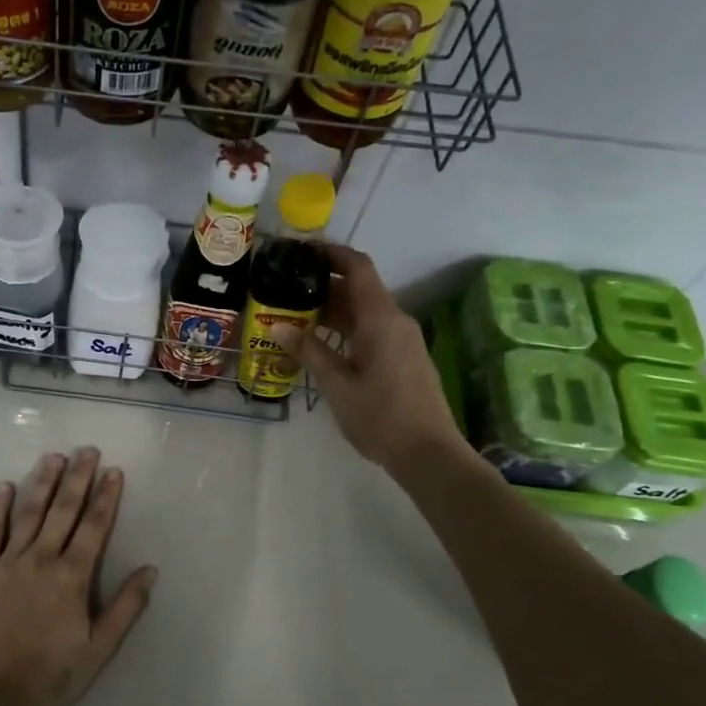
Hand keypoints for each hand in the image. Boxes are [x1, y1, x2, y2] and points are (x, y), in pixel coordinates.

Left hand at [0, 448, 157, 705]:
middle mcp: (41, 559)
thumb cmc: (51, 675)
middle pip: (63, 511)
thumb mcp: (99, 648)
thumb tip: (150, 569)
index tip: (113, 471)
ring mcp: (7, 562)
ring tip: (53, 457)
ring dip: (42, 483)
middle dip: (78, 479)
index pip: (94, 527)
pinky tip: (4, 487)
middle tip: (87, 450)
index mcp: (72, 577)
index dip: (106, 497)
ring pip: (29, 513)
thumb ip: (126, 607)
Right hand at [277, 244, 473, 479]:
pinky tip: (321, 346)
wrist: (428, 453)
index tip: (302, 252)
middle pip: (359, 290)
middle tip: (286, 290)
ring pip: (365, 313)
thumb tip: (277, 326)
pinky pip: (372, 331)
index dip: (331, 254)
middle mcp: (395, 321)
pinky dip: (346, 330)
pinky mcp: (404, 358)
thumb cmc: (380, 416)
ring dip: (333, 311)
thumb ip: (308, 351)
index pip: (358, 267)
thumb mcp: (336, 384)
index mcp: (381, 318)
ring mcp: (402, 340)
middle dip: (323, 286)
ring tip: (294, 318)